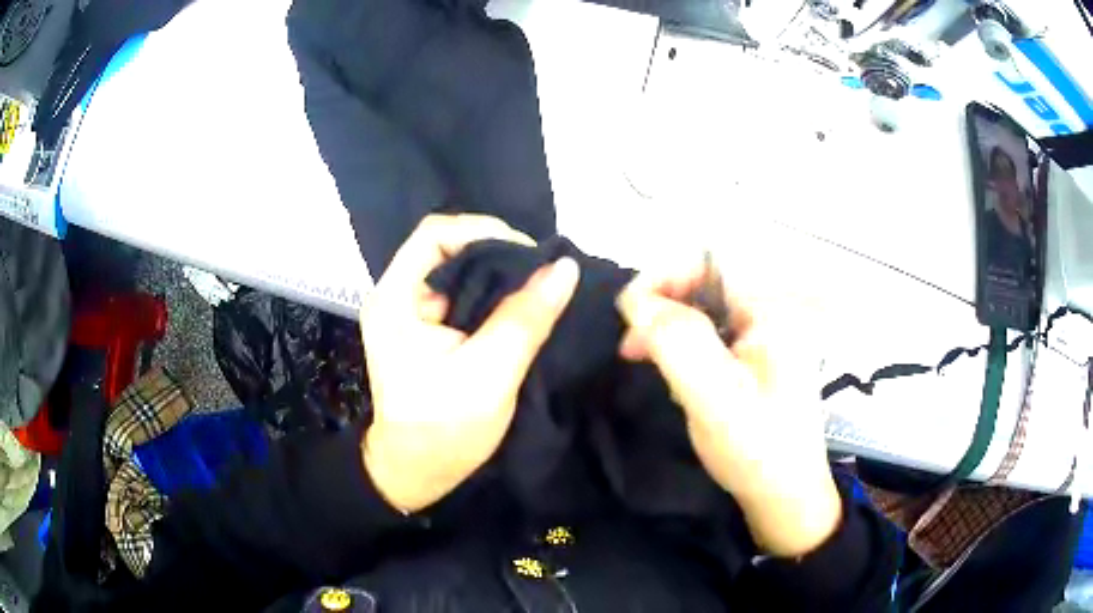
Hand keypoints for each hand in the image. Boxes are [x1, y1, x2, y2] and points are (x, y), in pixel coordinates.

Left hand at [360, 214, 579, 513]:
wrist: (416, 472)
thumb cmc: (443, 430)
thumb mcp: (489, 374)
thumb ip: (526, 318)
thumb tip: (565, 268)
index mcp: (395, 299)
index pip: (435, 234)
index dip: (483, 231)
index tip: (529, 254)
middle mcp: (398, 295)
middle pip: (448, 248)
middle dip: (499, 253)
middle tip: (543, 271)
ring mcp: (411, 313)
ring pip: (459, 271)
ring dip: (499, 275)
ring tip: (539, 285)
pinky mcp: (427, 329)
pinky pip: (463, 295)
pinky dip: (493, 295)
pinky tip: (521, 305)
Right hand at [616, 255, 839, 556]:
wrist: (784, 497)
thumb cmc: (756, 448)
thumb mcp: (715, 396)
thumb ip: (677, 342)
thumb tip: (636, 300)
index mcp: (772, 311)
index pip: (708, 265)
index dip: (662, 277)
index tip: (628, 314)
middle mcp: (771, 314)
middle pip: (704, 286)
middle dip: (662, 308)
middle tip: (630, 347)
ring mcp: (764, 338)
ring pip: (702, 313)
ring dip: (669, 331)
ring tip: (643, 360)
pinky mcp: (755, 360)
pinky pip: (711, 338)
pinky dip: (684, 351)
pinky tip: (674, 377)